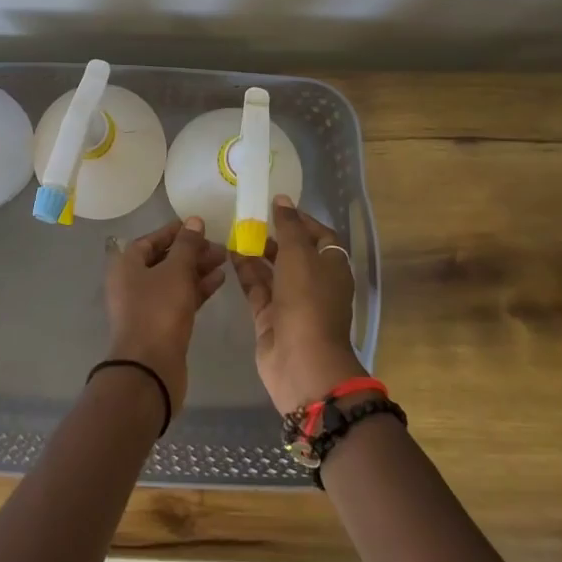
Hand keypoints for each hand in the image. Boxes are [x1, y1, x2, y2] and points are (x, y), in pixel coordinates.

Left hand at [103, 217, 226, 417]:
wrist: (150, 368)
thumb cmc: (158, 311)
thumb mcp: (176, 271)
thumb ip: (187, 245)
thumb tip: (194, 220)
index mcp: (126, 265)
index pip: (150, 240)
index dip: (174, 232)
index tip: (199, 226)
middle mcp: (132, 283)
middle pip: (164, 259)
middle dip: (191, 252)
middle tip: (219, 247)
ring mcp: (145, 305)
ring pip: (174, 280)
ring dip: (197, 269)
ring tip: (224, 261)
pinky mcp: (160, 325)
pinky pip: (179, 298)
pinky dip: (197, 289)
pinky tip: (219, 281)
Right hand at [230, 195, 366, 414]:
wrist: (301, 361)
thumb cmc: (308, 301)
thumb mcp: (299, 255)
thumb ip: (288, 225)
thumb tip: (282, 199)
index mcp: (332, 267)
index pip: (320, 236)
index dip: (301, 220)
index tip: (276, 206)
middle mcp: (314, 283)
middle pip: (294, 253)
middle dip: (274, 236)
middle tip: (248, 217)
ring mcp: (291, 302)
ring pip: (273, 271)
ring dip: (256, 252)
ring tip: (233, 231)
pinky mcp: (270, 318)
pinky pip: (257, 288)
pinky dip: (245, 272)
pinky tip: (228, 254)